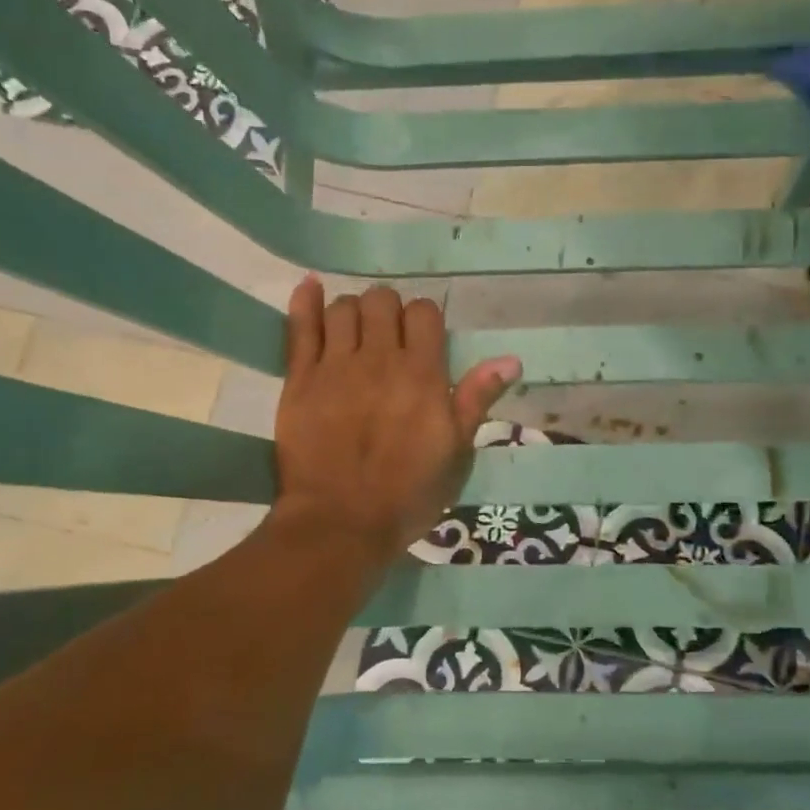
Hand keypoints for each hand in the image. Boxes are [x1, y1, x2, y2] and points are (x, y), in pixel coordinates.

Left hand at [272, 277, 520, 565]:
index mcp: (422, 374)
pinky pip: (300, 326)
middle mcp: (379, 358)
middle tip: (388, 337)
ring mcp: (335, 366)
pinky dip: (306, 302)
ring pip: (344, 307)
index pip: (425, 313)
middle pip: (382, 301)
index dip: (424, 318)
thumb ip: (476, 400)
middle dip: (389, 310)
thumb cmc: (408, 494)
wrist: (342, 523)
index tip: (422, 339)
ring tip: (355, 331)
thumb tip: (510, 359)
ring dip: (354, 311)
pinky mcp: (299, 379)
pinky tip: (311, 287)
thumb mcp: (456, 453)